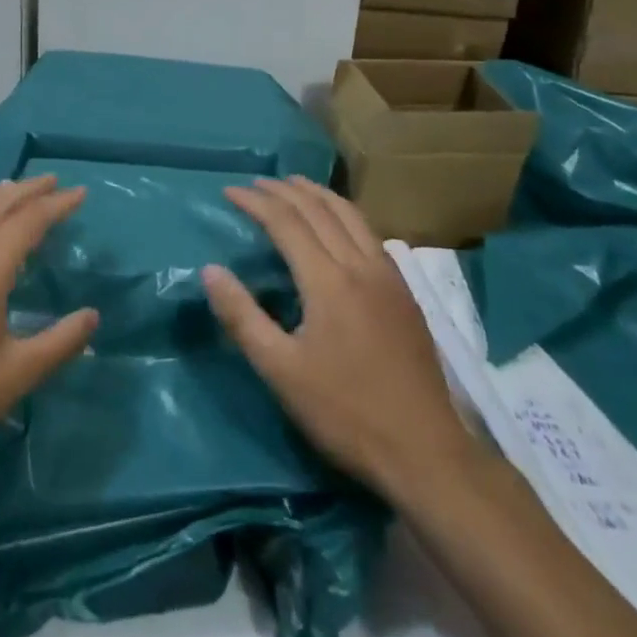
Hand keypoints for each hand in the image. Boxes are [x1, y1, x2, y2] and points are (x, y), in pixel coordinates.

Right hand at [203, 178, 480, 511]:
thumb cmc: (345, 413)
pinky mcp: (405, 294)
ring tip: (295, 185)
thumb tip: (210, 270)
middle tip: (256, 183)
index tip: (229, 192)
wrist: (425, 452)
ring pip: (351, 216)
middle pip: (319, 210)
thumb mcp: (280, 371)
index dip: (255, 203)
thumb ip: (242, 316)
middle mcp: (361, 266)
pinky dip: (345, 215)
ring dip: (318, 194)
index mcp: (328, 281)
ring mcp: (389, 278)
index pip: (286, 222)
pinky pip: (371, 234)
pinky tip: (339, 225)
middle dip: (284, 191)